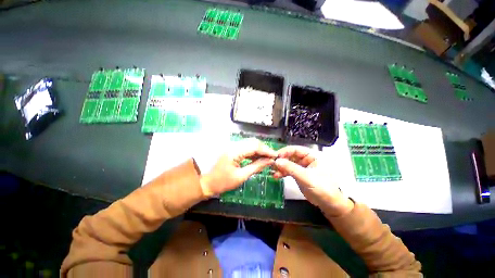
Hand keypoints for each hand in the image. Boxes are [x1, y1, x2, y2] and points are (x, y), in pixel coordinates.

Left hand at [200, 138, 276, 196]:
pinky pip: (244, 147)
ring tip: (266, 158)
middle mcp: (233, 144)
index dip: (267, 150)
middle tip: (272, 157)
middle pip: (253, 142)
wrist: (203, 182)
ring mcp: (231, 146)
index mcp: (234, 151)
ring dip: (259, 150)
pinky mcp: (231, 149)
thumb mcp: (241, 177)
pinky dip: (252, 152)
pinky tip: (257, 158)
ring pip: (249, 144)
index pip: (255, 146)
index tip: (276, 156)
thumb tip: (269, 161)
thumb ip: (256, 167)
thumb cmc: (221, 182)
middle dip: (264, 149)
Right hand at [274, 146, 353, 216]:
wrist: (328, 204)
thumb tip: (277, 161)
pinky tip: (276, 176)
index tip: (275, 156)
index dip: (285, 152)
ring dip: (280, 167)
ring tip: (273, 172)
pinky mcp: (298, 174)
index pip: (296, 149)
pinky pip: (288, 170)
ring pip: (288, 163)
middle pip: (290, 156)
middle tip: (272, 165)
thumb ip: (291, 168)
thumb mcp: (306, 177)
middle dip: (281, 160)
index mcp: (312, 156)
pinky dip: (282, 173)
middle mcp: (306, 159)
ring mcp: (301, 167)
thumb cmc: (322, 188)